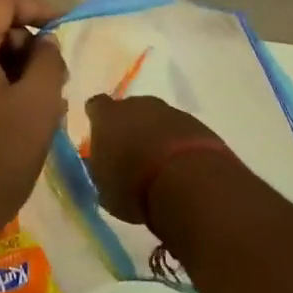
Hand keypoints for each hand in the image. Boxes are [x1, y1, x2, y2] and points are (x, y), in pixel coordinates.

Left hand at [0, 0, 66, 259]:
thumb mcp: (36, 107)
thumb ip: (47, 63)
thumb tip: (44, 42)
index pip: (1, 2)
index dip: (37, 8)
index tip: (65, 30)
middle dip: (28, 46)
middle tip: (57, 81)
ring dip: (17, 72)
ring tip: (45, 108)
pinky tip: (20, 124)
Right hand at [83, 94, 225, 224]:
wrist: (187, 181)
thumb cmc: (133, 186)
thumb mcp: (104, 188)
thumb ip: (102, 169)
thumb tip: (104, 164)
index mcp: (107, 116)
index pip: (96, 107)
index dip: (98, 120)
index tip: (101, 136)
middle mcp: (136, 105)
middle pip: (129, 110)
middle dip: (130, 128)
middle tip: (132, 156)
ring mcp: (169, 111)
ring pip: (157, 120)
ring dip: (156, 137)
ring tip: (159, 168)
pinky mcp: (195, 123)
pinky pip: (180, 132)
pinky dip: (178, 145)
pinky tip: (181, 169)